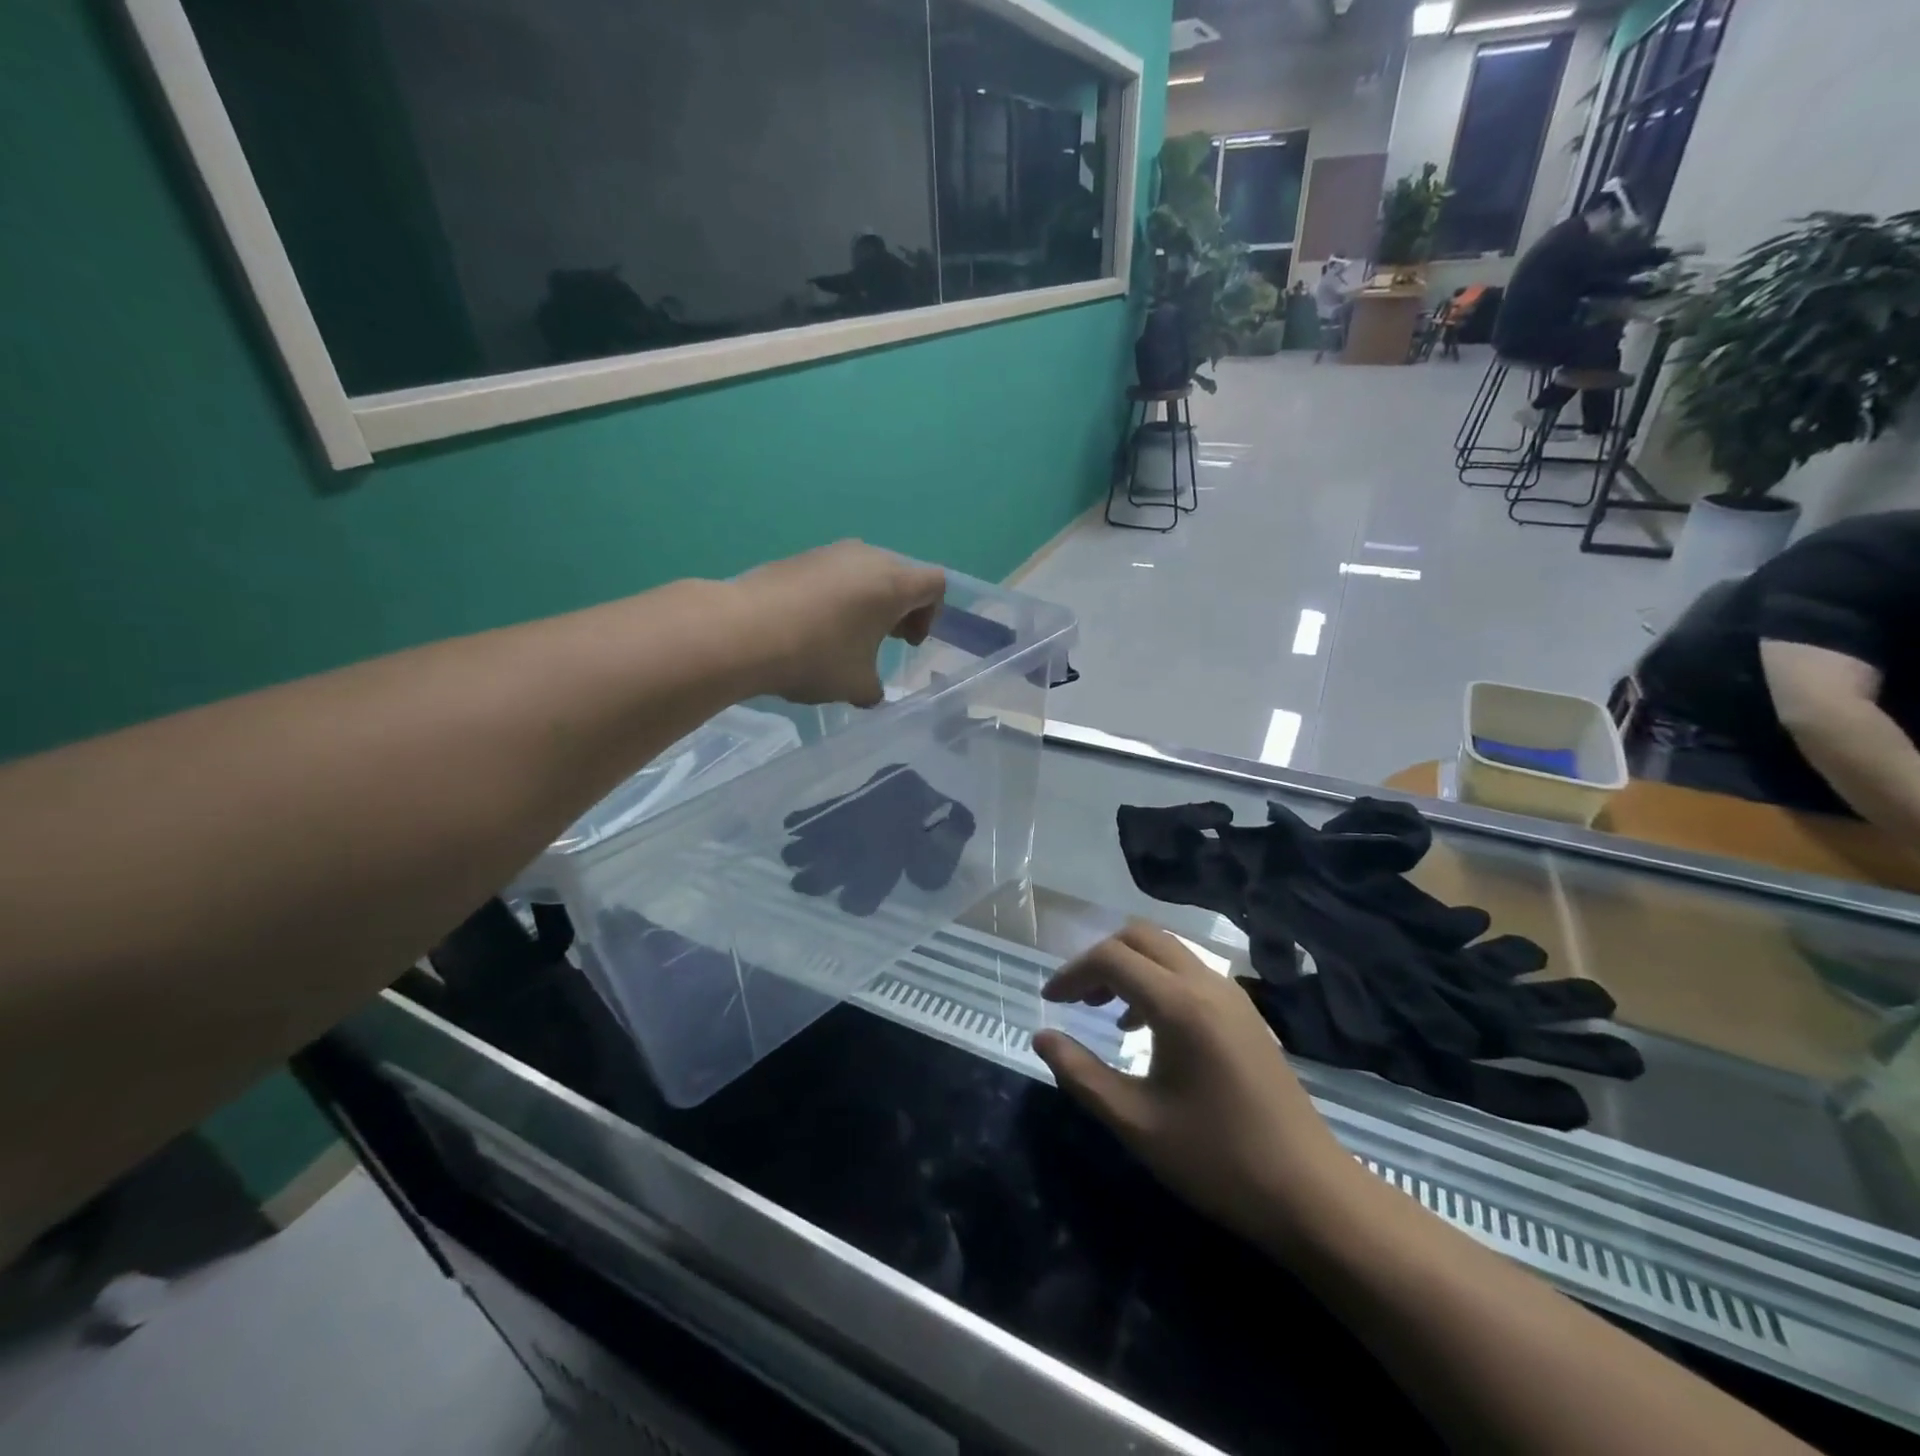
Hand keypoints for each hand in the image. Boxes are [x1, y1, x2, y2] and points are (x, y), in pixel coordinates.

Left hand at [735, 542, 944, 706]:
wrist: (742, 631)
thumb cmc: (815, 656)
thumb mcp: (856, 685)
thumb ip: (874, 688)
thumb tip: (870, 691)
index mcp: (893, 583)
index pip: (934, 584)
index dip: (931, 614)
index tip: (907, 642)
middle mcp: (867, 557)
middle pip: (901, 575)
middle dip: (900, 607)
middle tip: (883, 639)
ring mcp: (830, 552)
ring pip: (865, 572)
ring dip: (867, 601)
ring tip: (845, 635)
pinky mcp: (799, 557)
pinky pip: (834, 573)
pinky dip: (837, 596)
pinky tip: (812, 626)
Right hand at [1033, 922, 1355, 1249]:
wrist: (1312, 1194)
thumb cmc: (1218, 1160)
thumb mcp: (1136, 1123)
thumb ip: (1081, 1074)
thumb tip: (1041, 1037)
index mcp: (1179, 1004)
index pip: (1111, 958)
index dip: (1073, 972)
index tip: (1051, 1000)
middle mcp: (1207, 983)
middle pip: (1140, 936)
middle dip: (1101, 958)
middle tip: (1077, 999)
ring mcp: (1232, 995)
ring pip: (1168, 950)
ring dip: (1131, 966)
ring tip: (1107, 1013)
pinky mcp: (1246, 1013)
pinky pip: (1191, 972)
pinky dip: (1158, 980)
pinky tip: (1150, 1028)